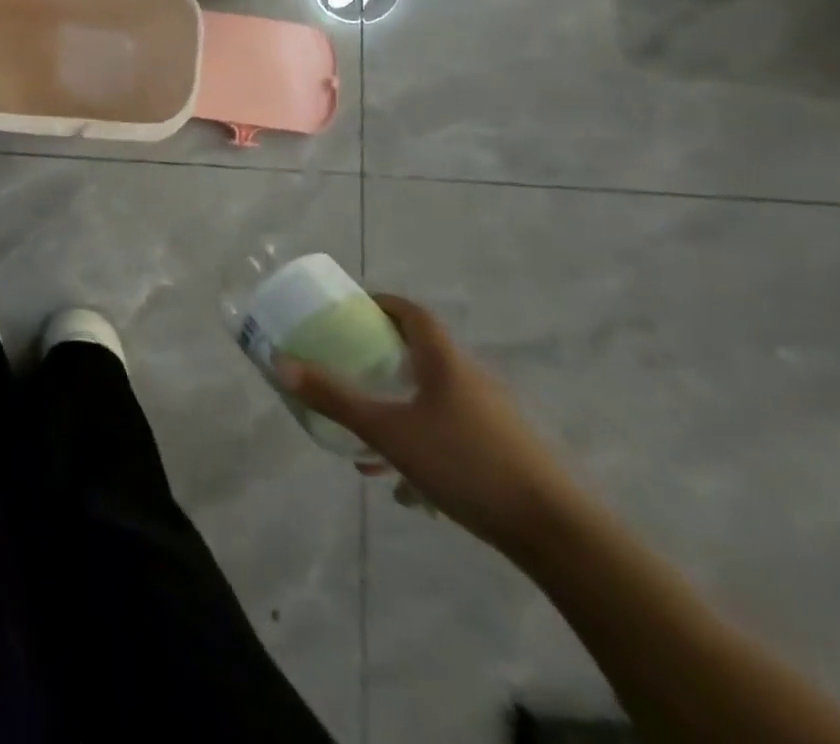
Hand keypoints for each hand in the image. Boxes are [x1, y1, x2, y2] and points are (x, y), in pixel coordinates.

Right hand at [274, 295, 580, 549]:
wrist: (558, 535)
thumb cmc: (466, 464)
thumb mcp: (389, 431)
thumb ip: (336, 399)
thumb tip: (282, 364)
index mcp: (445, 361)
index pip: (412, 313)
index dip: (381, 304)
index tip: (352, 311)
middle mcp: (471, 379)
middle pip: (422, 355)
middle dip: (382, 361)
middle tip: (349, 370)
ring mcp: (492, 418)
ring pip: (434, 400)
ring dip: (400, 410)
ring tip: (368, 443)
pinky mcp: (505, 453)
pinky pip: (451, 433)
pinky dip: (423, 444)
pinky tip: (408, 488)